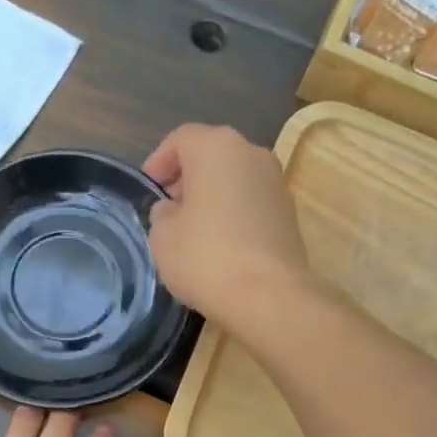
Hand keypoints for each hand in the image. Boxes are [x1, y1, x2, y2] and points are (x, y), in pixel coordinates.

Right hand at [142, 123, 310, 326]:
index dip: (158, 162)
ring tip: (192, 231)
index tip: (148, 190)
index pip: (180, 139)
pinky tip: (219, 246)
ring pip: (234, 179)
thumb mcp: (162, 237)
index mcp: (217, 148)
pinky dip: (233, 215)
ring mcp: (276, 183)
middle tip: (167, 210)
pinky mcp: (289, 214)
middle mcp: (252, 154)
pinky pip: (251, 204)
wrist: (268, 296)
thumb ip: (162, 215)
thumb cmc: (205, 258)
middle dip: (186, 179)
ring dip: (211, 197)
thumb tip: (172, 210)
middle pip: (211, 156)